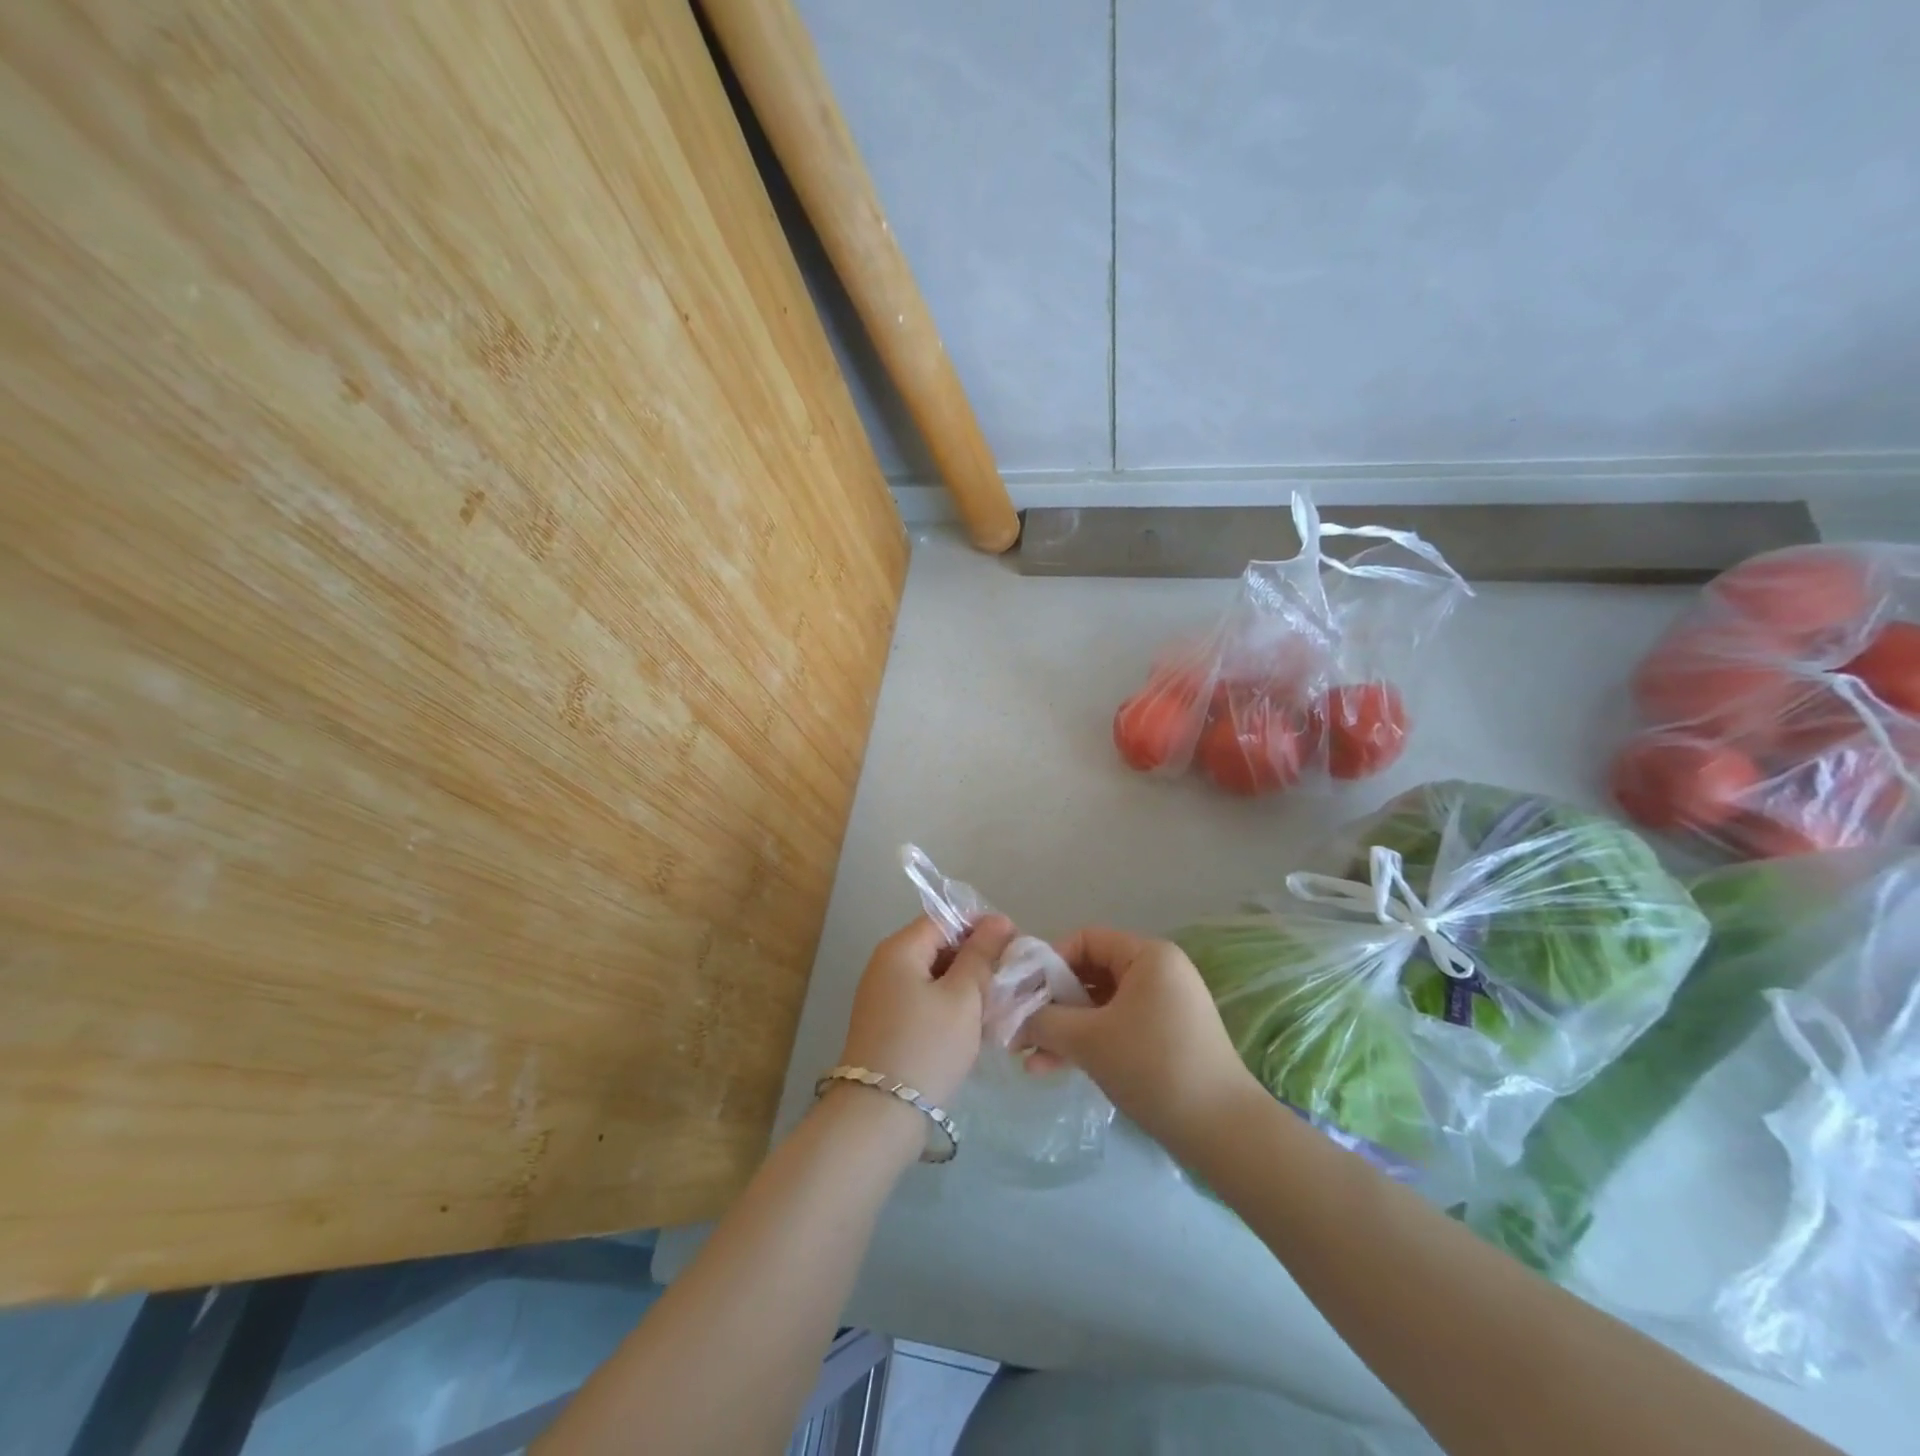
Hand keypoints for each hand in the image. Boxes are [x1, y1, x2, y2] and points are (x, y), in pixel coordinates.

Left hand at [836, 914, 1013, 1107]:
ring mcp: (884, 996)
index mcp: (900, 948)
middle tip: (1010, 976)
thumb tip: (998, 920)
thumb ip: (981, 954)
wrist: (880, 1113)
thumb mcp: (963, 996)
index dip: (981, 926)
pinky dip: (950, 1005)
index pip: (945, 919)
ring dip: (965, 984)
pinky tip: (975, 1024)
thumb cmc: (927, 1045)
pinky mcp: (888, 1023)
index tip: (1015, 943)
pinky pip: (924, 1000)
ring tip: (998, 1001)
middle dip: (975, 957)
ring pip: (934, 975)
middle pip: (938, 945)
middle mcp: (886, 964)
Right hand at [1021, 926, 1259, 1153]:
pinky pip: (1116, 1027)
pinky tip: (1055, 1068)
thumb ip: (1045, 1021)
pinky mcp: (1166, 1038)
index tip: (1025, 994)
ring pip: (1100, 1006)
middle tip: (1020, 1031)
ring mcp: (1164, 1006)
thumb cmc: (1153, 1067)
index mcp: (1148, 956)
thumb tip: (1015, 1016)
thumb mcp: (1088, 1040)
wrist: (1223, 1131)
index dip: (1050, 962)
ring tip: (1029, 1060)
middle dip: (1052, 1004)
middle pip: (1091, 973)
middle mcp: (1159, 972)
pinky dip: (1088, 1043)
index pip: (1086, 940)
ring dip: (1064, 1030)